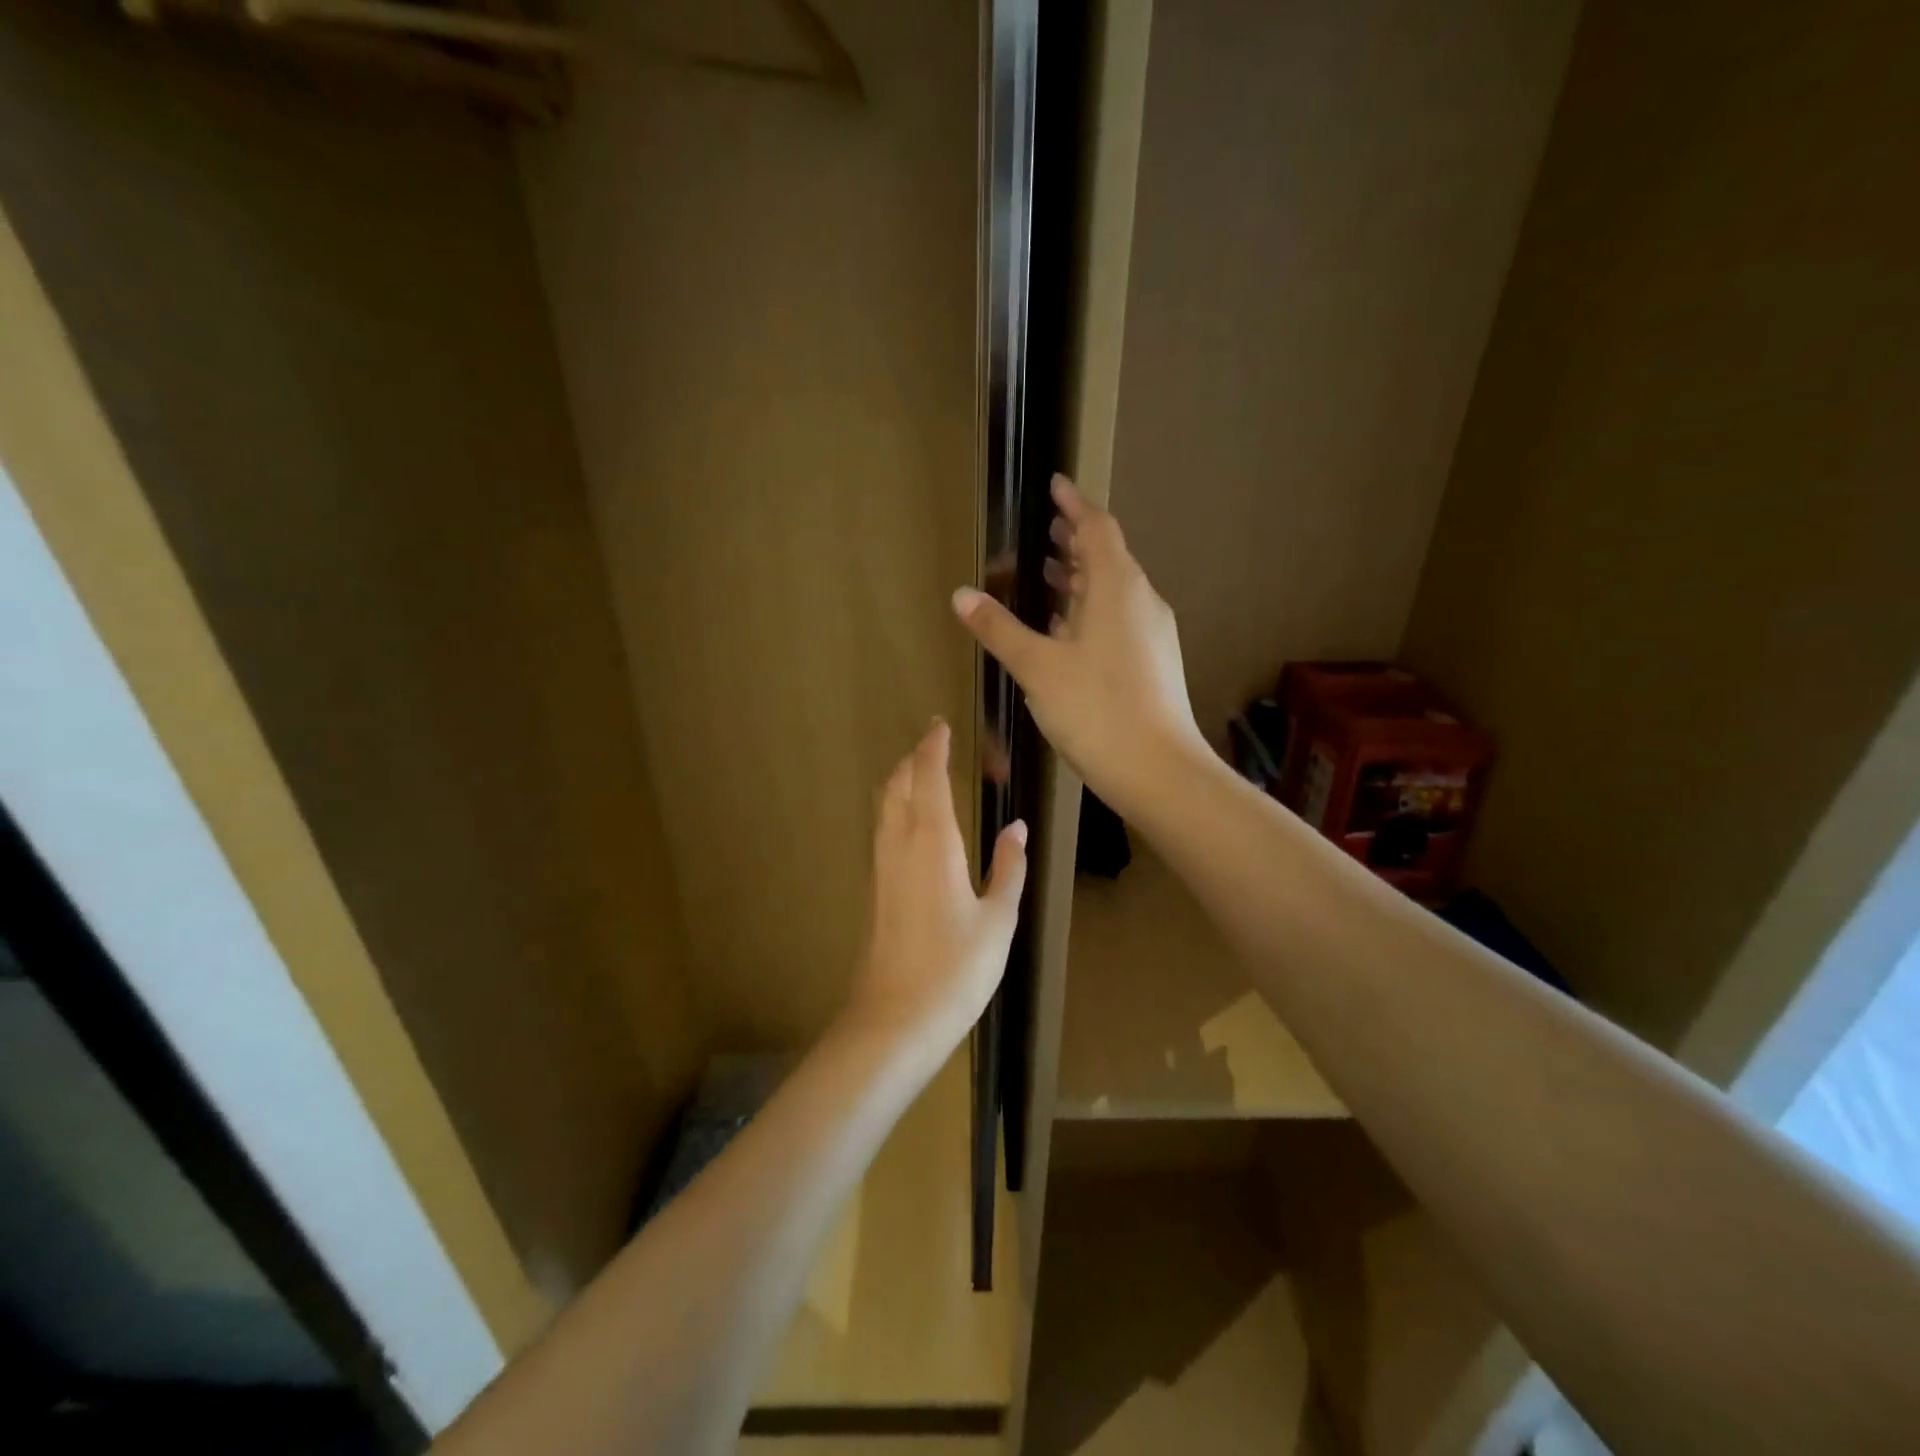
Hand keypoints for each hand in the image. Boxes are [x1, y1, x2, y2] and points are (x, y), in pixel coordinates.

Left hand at [848, 720, 1027, 1042]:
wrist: (895, 1019)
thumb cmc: (956, 969)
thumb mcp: (998, 918)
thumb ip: (1008, 868)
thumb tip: (1015, 828)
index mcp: (932, 842)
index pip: (928, 776)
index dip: (933, 747)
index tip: (940, 725)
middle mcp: (899, 844)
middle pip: (898, 783)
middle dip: (914, 758)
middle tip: (935, 743)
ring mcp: (881, 866)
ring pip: (885, 805)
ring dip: (902, 780)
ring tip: (924, 772)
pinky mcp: (875, 887)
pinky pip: (883, 828)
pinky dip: (896, 807)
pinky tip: (913, 821)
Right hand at [952, 476, 1205, 819]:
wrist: (1159, 771)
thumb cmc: (1096, 709)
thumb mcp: (1038, 667)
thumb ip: (1000, 628)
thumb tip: (961, 594)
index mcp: (1118, 587)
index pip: (1096, 528)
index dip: (1073, 504)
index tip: (1054, 485)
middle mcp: (1142, 601)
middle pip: (1108, 557)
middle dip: (1075, 541)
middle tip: (1045, 530)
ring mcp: (1152, 633)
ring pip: (1113, 591)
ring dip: (1082, 578)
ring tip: (1049, 574)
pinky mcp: (1153, 662)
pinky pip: (1119, 619)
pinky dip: (1091, 610)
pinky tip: (1067, 631)